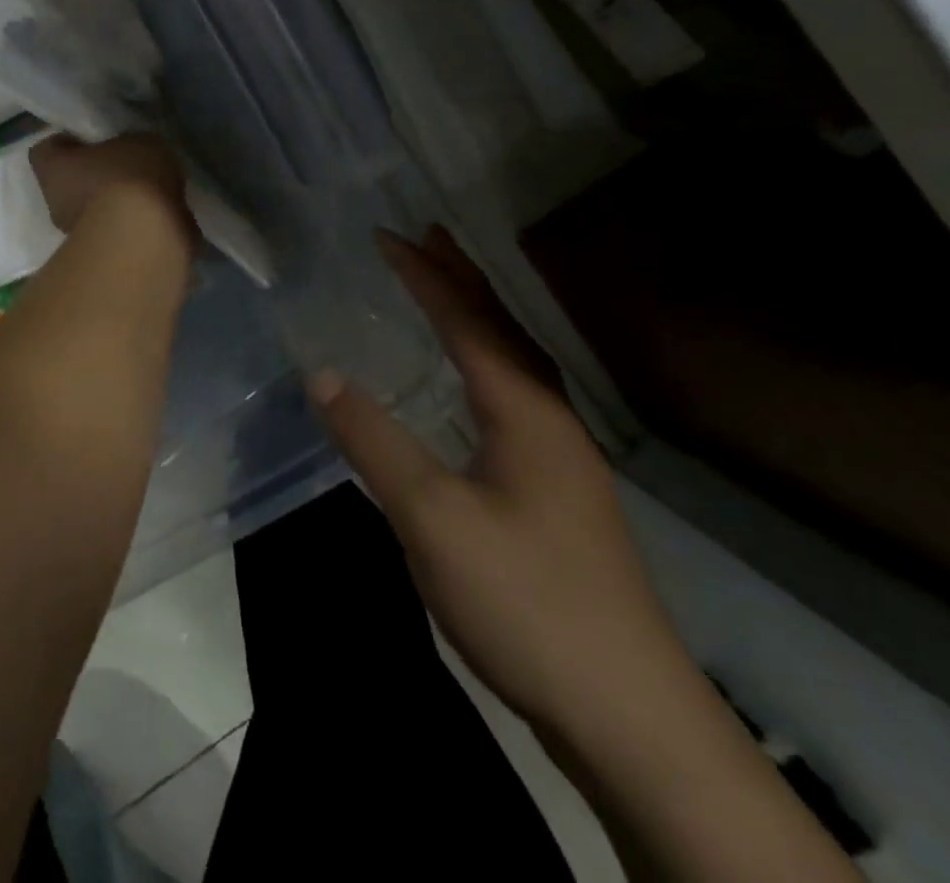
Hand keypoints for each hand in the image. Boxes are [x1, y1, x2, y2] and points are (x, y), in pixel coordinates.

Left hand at [28, 133, 188, 235]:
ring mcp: (75, 234)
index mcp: (51, 167)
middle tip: (123, 166)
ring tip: (146, 193)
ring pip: (91, 209)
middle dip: (91, 175)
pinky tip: (154, 216)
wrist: (145, 238)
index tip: (92, 139)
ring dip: (112, 202)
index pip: (47, 149)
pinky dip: (128, 225)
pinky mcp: (100, 258)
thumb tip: (133, 154)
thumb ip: (129, 145)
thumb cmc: (129, 178)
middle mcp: (54, 202)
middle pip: (69, 181)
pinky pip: (113, 231)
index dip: (68, 142)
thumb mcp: (140, 142)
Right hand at [309, 226, 689, 735]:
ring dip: (477, 315)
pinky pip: (513, 395)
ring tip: (445, 289)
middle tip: (425, 234)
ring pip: (514, 362)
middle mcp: (549, 419)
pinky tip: (471, 386)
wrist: (628, 715)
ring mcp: (560, 458)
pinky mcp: (557, 493)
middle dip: (461, 276)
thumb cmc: (526, 600)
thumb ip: (374, 442)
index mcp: (524, 410)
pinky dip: (484, 361)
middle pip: (503, 328)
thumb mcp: (432, 518)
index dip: (425, 274)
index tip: (385, 234)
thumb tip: (320, 374)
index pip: (467, 320)